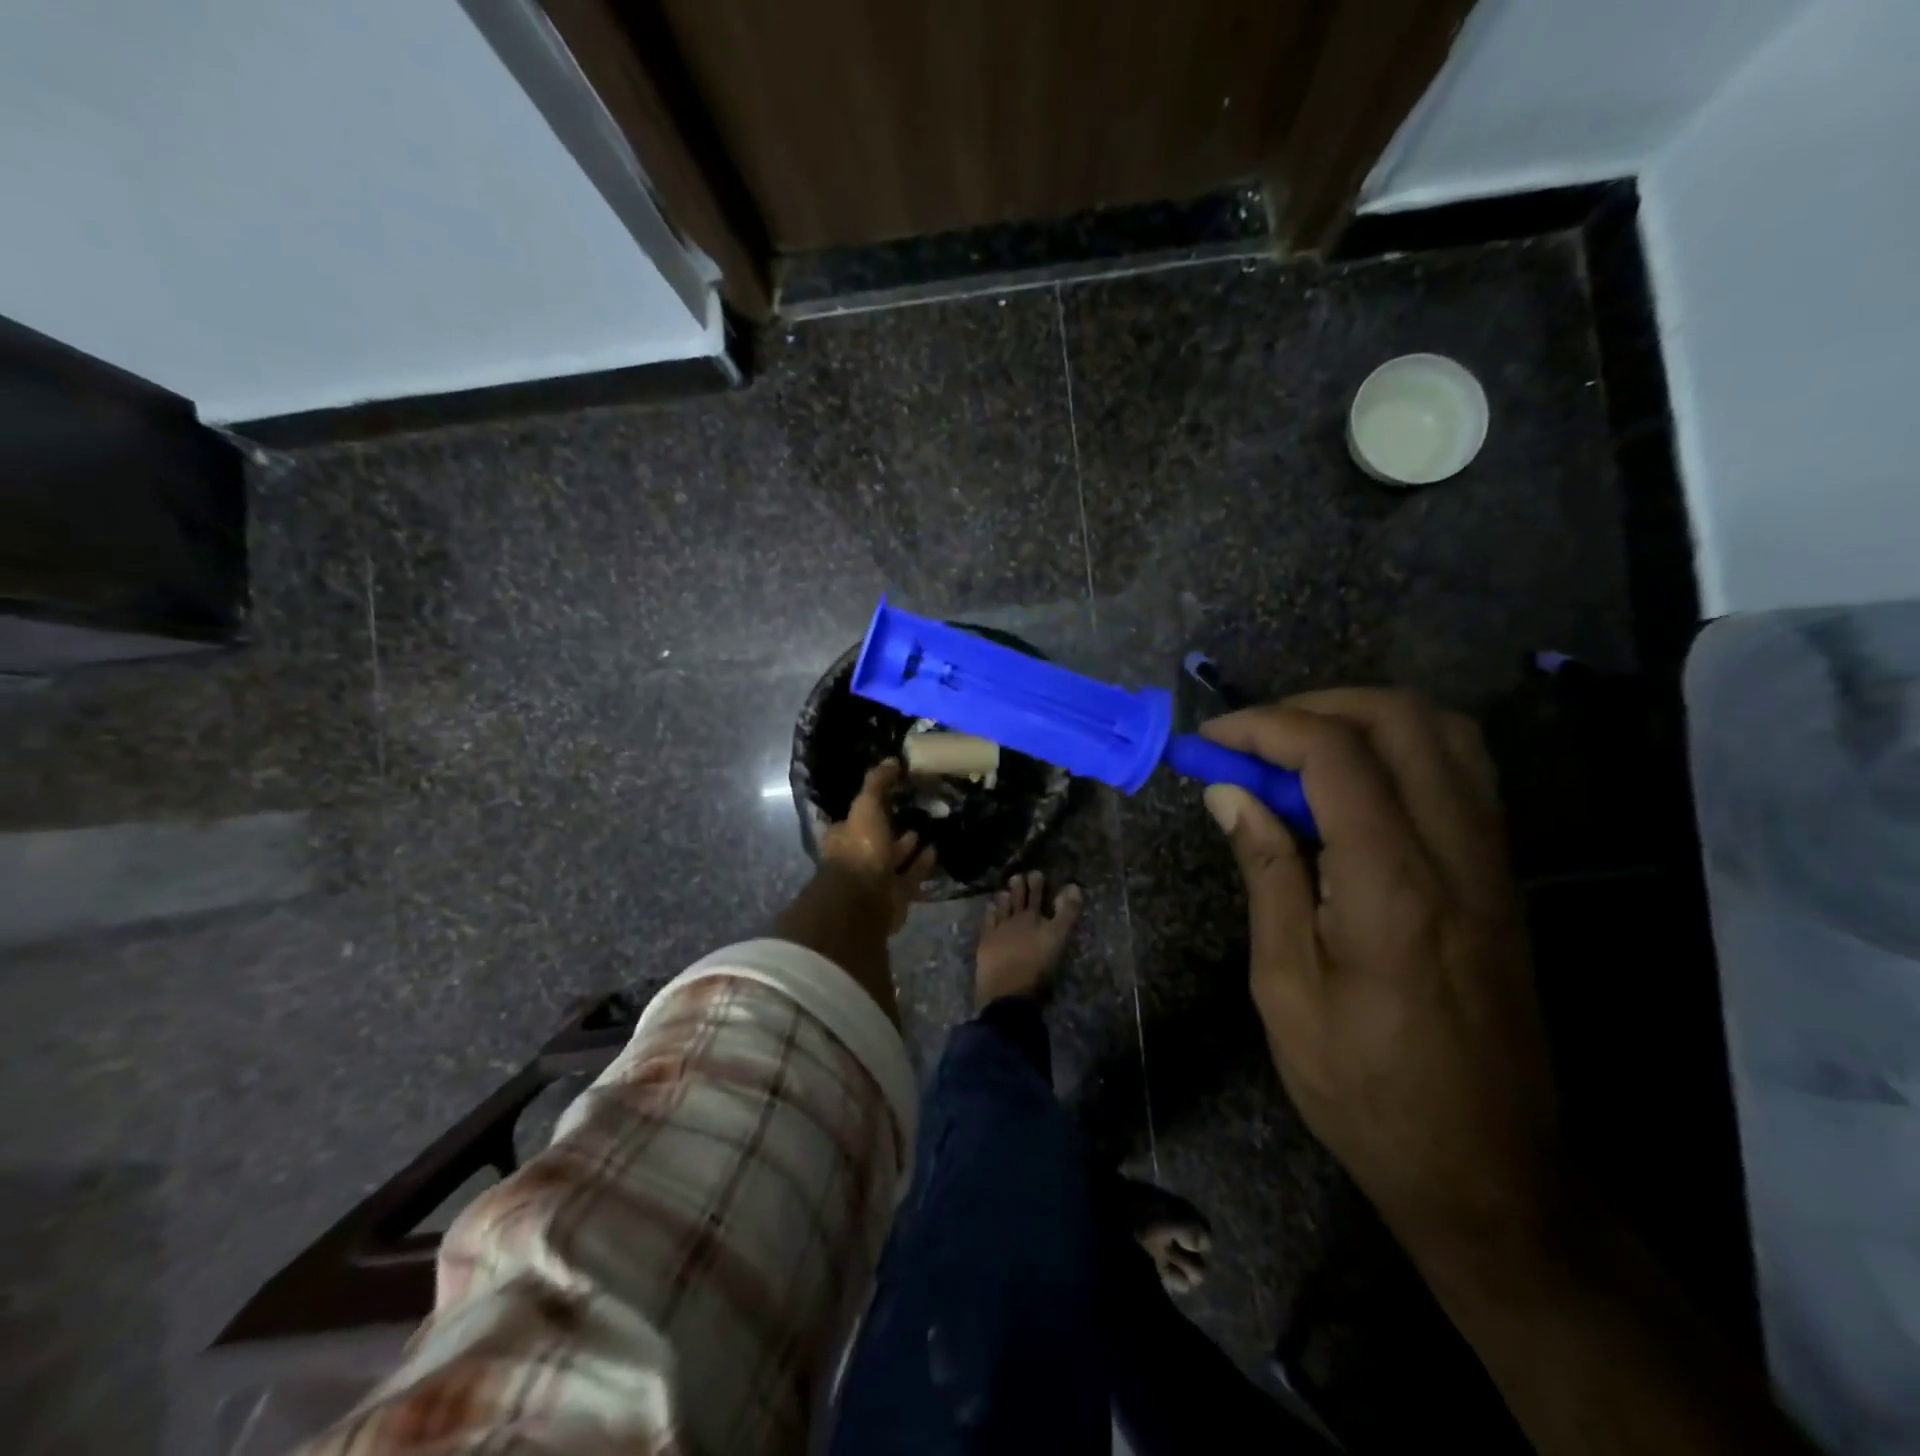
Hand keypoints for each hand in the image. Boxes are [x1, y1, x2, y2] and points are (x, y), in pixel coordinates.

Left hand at [821, 759, 937, 932]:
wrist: (866, 898)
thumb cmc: (861, 848)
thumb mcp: (866, 805)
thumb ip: (877, 783)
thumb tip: (891, 760)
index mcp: (843, 837)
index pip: (855, 818)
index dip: (871, 806)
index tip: (890, 796)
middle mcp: (857, 858)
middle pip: (876, 839)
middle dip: (891, 828)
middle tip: (913, 811)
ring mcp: (875, 879)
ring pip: (894, 859)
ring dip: (907, 847)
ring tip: (928, 829)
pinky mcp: (894, 895)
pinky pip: (910, 876)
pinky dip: (921, 864)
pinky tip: (935, 850)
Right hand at [1199, 690, 1560, 1262]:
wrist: (1486, 1167)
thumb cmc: (1362, 1084)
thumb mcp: (1285, 983)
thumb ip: (1266, 871)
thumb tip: (1229, 793)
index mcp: (1392, 881)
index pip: (1334, 754)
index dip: (1264, 727)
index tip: (1211, 741)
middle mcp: (1456, 851)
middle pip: (1401, 718)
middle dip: (1314, 706)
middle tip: (1253, 739)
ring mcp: (1492, 860)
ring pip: (1445, 734)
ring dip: (1363, 720)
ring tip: (1297, 752)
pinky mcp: (1501, 876)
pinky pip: (1461, 773)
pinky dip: (1400, 750)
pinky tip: (1350, 790)